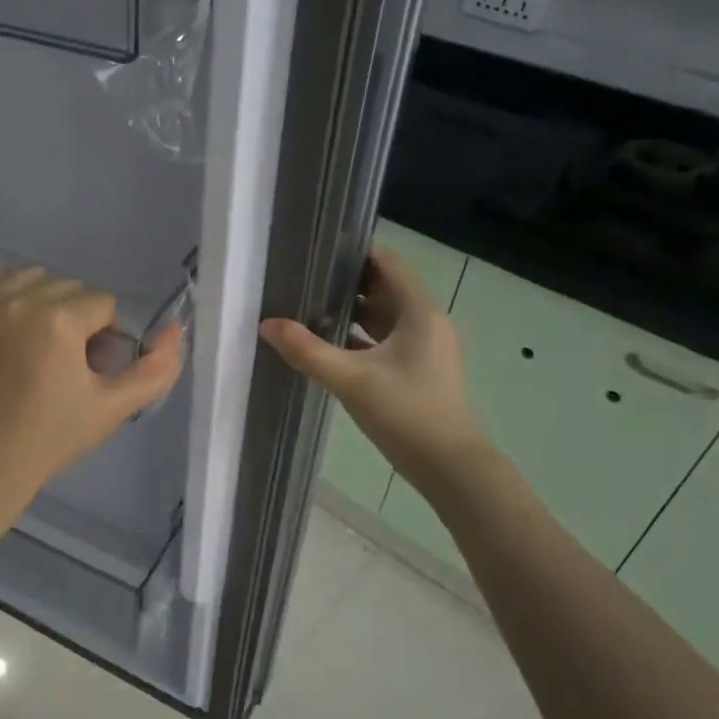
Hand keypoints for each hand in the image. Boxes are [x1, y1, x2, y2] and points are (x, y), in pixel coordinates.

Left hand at [0, 265, 185, 509]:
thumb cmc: (50, 436)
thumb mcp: (113, 407)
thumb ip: (156, 368)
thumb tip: (176, 328)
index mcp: (59, 319)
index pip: (103, 305)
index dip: (104, 339)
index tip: (88, 371)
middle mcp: (21, 298)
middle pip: (71, 289)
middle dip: (77, 320)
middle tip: (64, 364)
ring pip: (36, 278)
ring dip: (45, 302)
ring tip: (37, 345)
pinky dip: (10, 290)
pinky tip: (11, 324)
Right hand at [259, 244, 486, 484]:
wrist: (451, 468)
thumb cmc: (407, 414)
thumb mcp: (351, 380)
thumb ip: (307, 351)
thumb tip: (267, 324)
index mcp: (419, 311)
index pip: (387, 263)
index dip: (353, 253)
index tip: (316, 251)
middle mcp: (426, 322)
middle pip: (384, 288)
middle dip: (345, 283)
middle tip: (303, 279)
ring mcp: (425, 348)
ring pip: (384, 317)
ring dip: (351, 311)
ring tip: (308, 308)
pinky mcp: (419, 370)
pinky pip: (386, 341)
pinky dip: (360, 337)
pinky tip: (329, 346)